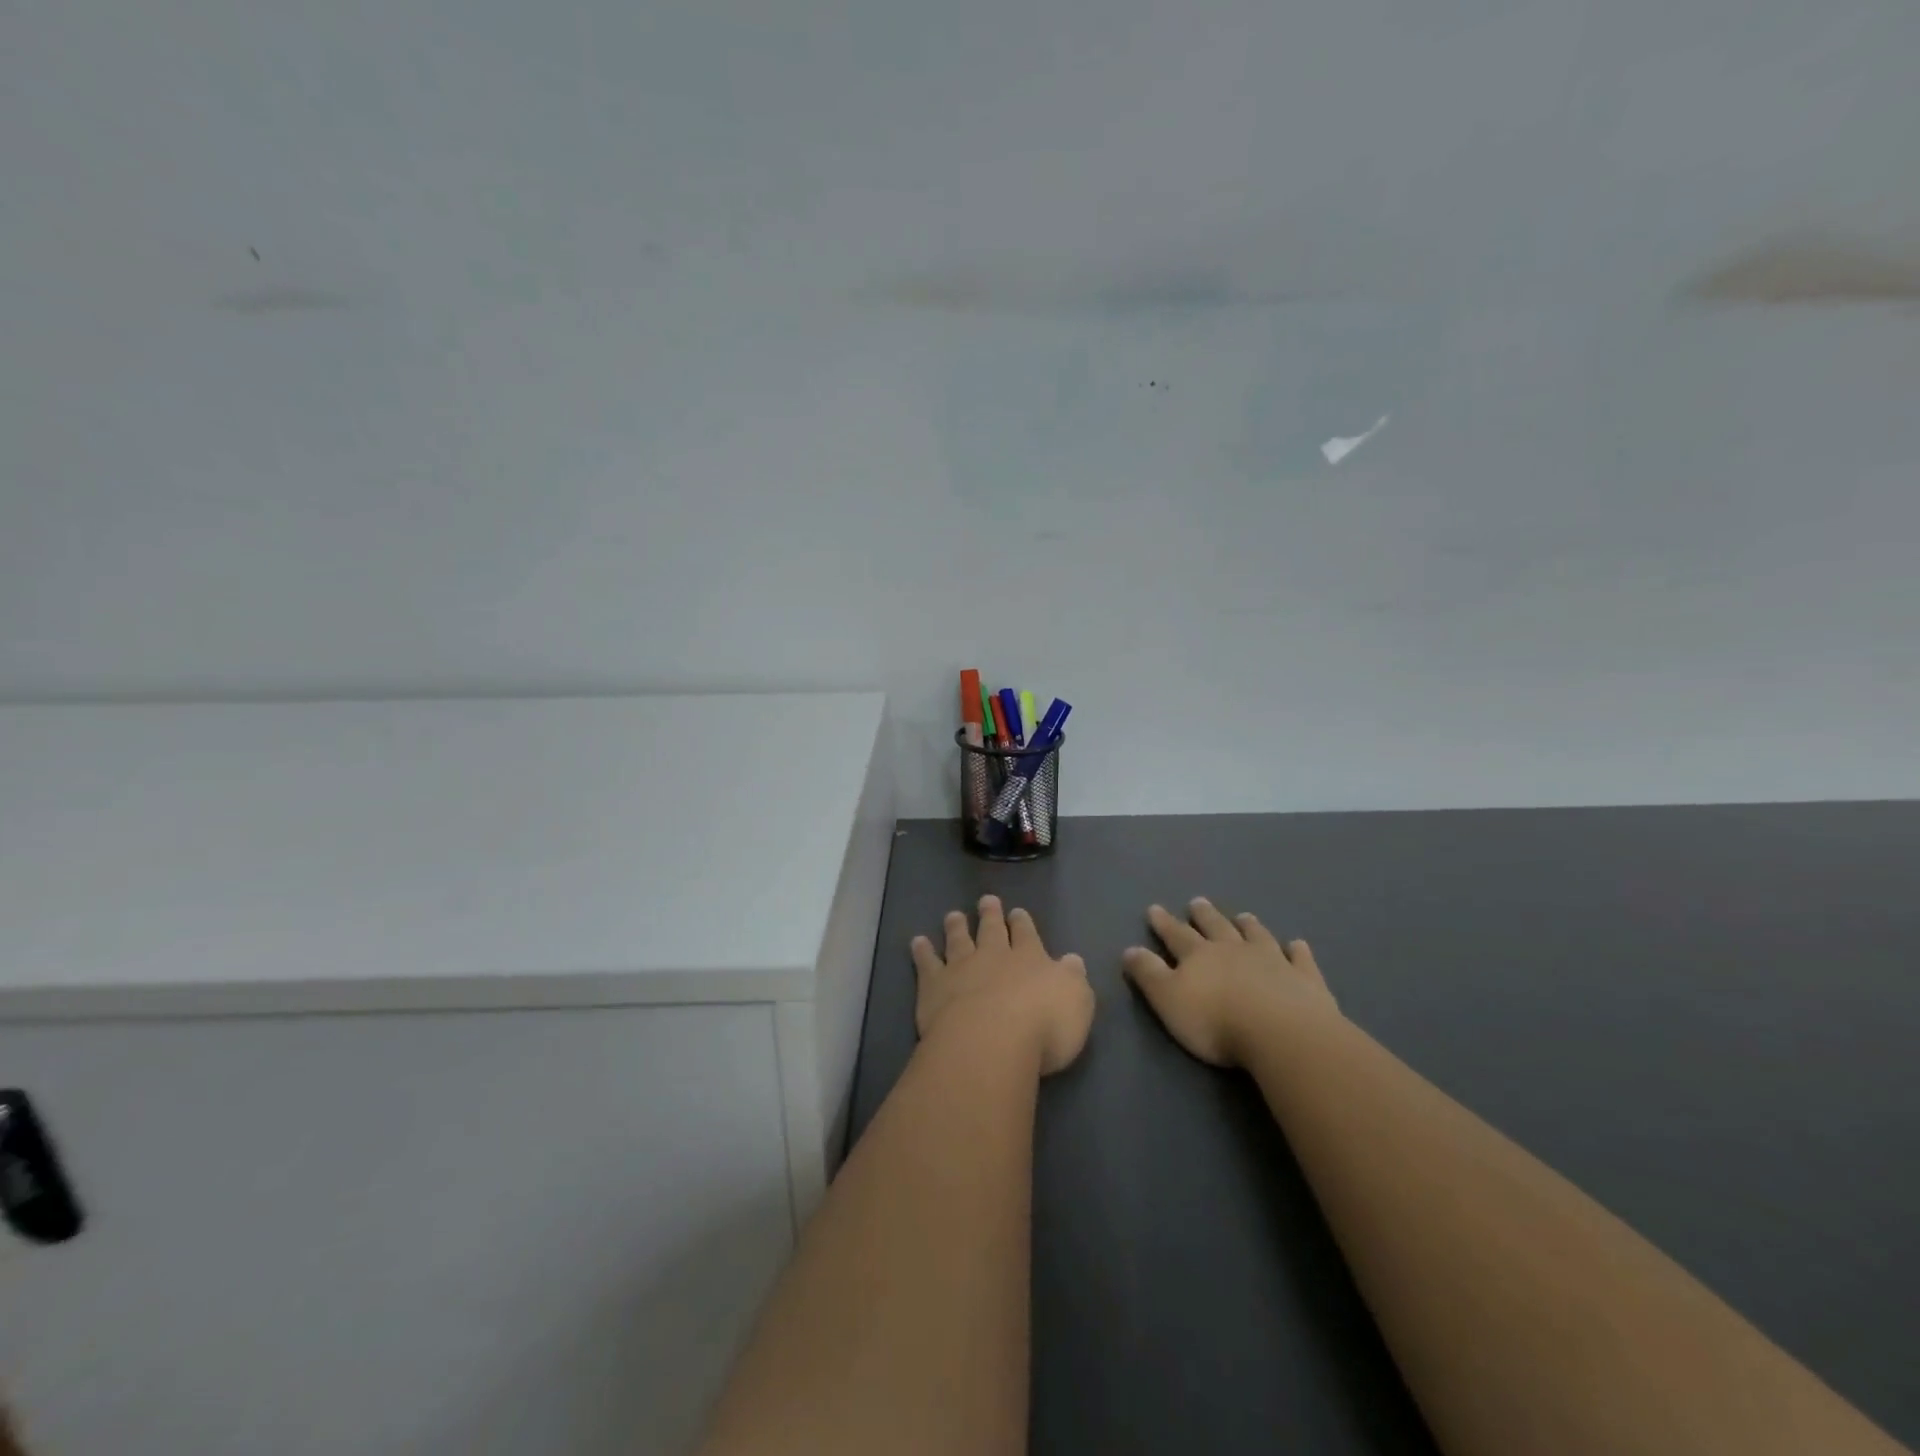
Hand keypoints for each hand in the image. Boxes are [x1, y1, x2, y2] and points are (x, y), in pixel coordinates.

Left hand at [911, 895, 1094, 1075]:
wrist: (991, 1040)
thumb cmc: (1043, 1025)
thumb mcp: (1076, 1002)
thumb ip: (1073, 979)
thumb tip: (1072, 960)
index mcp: (1030, 959)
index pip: (1027, 935)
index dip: (1022, 923)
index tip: (1017, 912)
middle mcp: (994, 956)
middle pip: (990, 930)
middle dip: (990, 914)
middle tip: (986, 900)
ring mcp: (961, 968)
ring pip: (958, 940)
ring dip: (956, 927)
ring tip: (953, 915)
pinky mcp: (934, 986)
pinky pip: (927, 963)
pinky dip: (922, 951)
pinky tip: (917, 942)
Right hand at [1123, 898, 1337, 1067]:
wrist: (1282, 1034)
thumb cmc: (1216, 1021)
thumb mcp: (1168, 999)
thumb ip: (1148, 974)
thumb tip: (1129, 948)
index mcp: (1199, 955)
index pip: (1177, 934)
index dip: (1164, 923)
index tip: (1154, 908)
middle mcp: (1234, 950)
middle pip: (1216, 928)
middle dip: (1204, 915)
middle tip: (1198, 901)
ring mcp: (1273, 961)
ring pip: (1257, 936)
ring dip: (1248, 925)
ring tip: (1243, 916)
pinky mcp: (1305, 979)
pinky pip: (1300, 959)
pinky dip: (1297, 950)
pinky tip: (1298, 944)